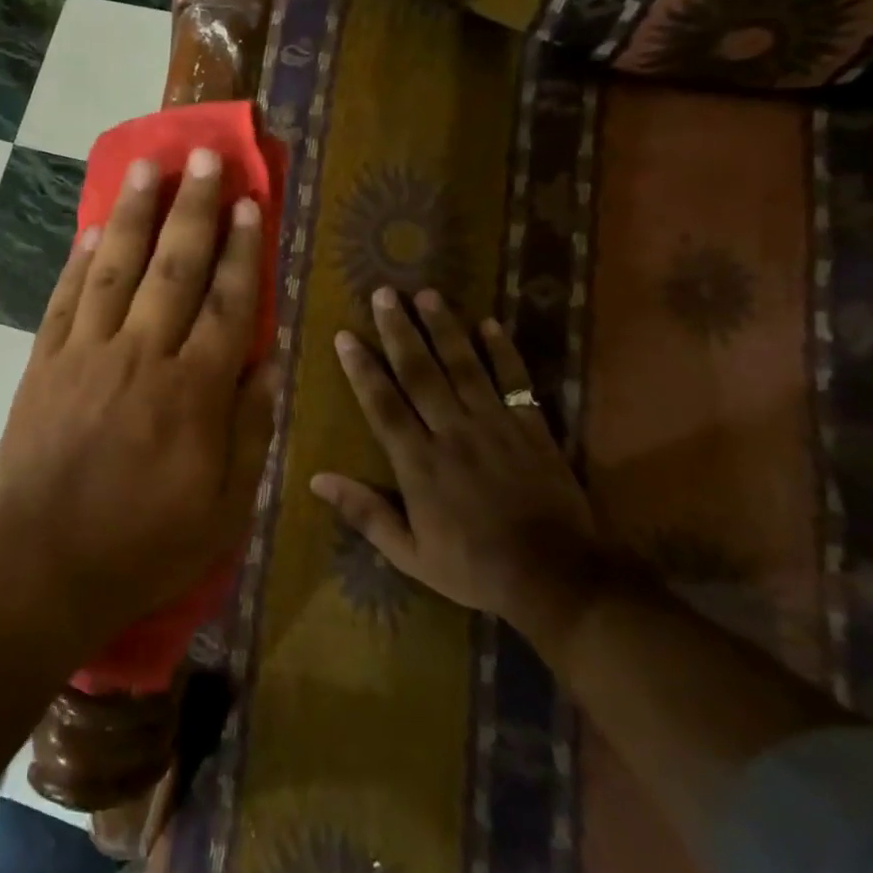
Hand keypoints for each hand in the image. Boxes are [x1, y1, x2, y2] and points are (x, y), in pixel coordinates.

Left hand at [0, 150, 276, 644]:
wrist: (44, 563)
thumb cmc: (144, 545)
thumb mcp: (224, 508)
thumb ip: (250, 430)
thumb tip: (269, 362)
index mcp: (193, 391)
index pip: (226, 303)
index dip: (241, 250)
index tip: (250, 204)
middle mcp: (141, 355)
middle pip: (174, 268)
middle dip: (193, 208)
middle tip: (204, 157)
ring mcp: (86, 353)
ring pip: (116, 268)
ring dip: (135, 213)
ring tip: (149, 166)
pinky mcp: (45, 362)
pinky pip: (66, 298)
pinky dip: (81, 260)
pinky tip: (94, 229)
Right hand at [311, 289, 594, 634]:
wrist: (555, 578)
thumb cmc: (473, 567)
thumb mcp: (410, 554)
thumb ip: (365, 513)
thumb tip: (316, 479)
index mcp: (419, 463)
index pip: (383, 405)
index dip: (362, 369)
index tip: (346, 336)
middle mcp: (453, 433)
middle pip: (420, 373)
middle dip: (399, 331)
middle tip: (384, 294)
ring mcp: (495, 426)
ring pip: (464, 367)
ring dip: (444, 328)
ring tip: (427, 294)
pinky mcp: (532, 428)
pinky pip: (515, 381)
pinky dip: (503, 352)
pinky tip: (490, 323)